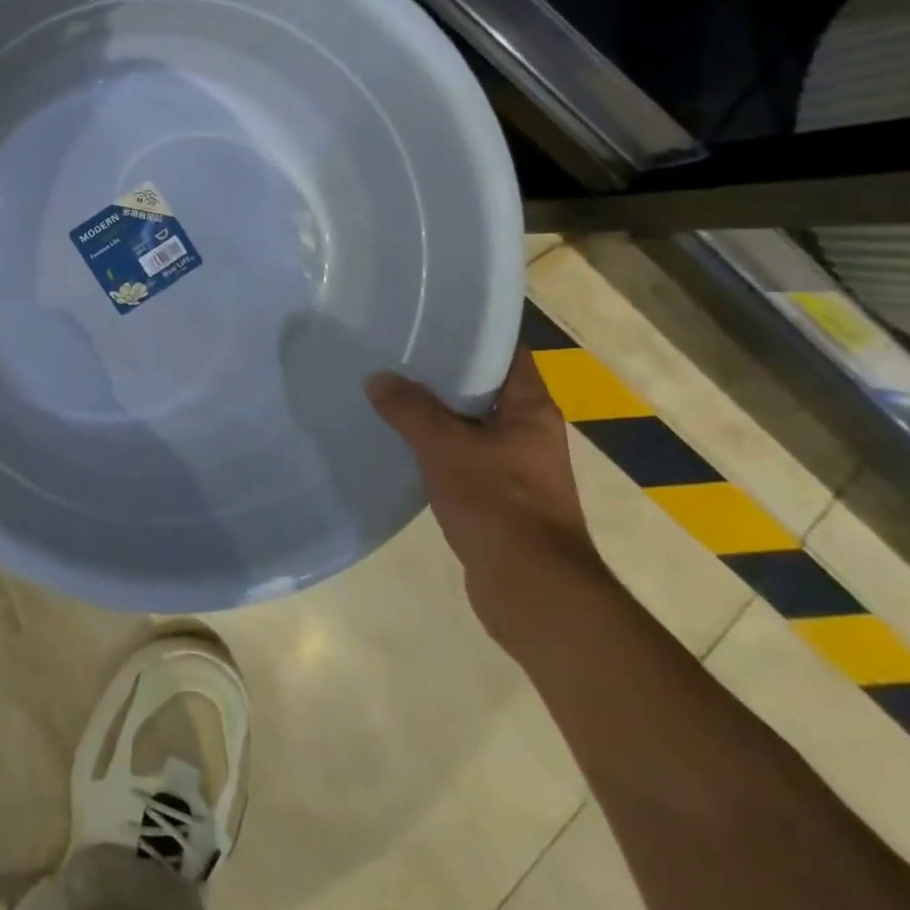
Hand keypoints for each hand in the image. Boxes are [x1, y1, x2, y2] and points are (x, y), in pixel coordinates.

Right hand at [365, 348, 606, 645]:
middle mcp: (529, 431)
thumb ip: (410, 410)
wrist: (532, 590)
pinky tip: (398, 442)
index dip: (474, 332)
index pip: (507, 353)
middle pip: (483, 387)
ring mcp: (515, 466)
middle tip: (395, 351)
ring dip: (434, 412)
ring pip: (469, 424)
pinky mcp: (497, 496)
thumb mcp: (446, 448)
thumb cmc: (498, 504)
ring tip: (387, 390)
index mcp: (531, 409)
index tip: (431, 319)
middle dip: (442, 372)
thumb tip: (377, 378)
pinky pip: (461, 456)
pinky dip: (434, 446)